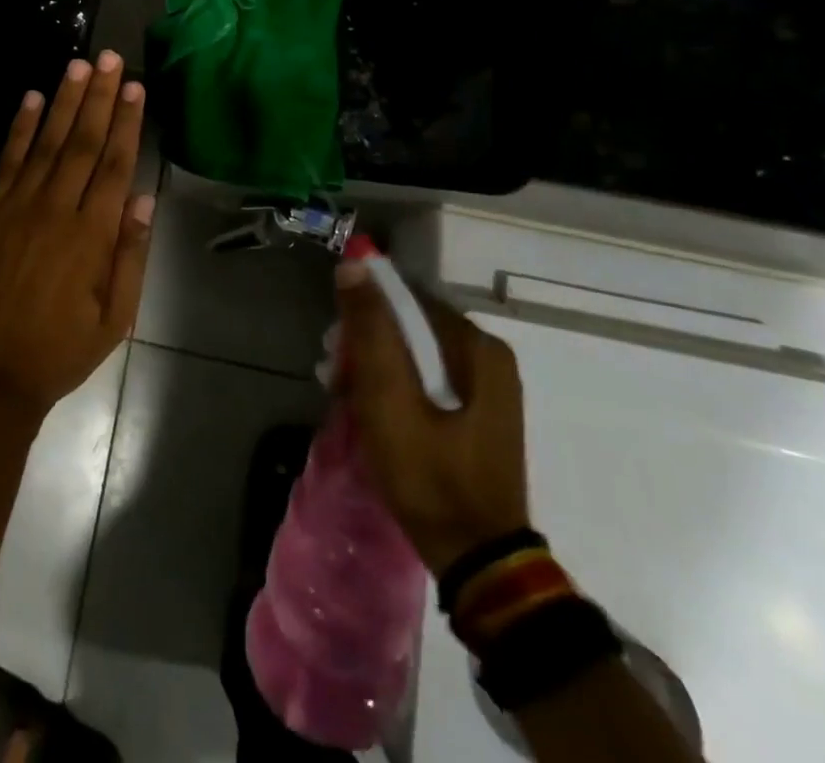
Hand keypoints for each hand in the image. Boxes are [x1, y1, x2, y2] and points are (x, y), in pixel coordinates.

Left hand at [0, 53, 153, 420]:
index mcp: (91, 236)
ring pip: (45, 143)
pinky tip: (29, 100)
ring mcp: (16, 208)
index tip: (134, 86)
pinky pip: (6, 163)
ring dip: (62, 102)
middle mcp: (55, 210)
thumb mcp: (113, 320)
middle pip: (81, 142)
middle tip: (108, 58)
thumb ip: (130, 257)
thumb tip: (142, 198)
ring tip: (76, 66)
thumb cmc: (57, 353)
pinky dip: (18, 129)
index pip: (114, 164)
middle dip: (97, 97)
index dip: (125, 122)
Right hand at [334, 264, 530, 574]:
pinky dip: (396, 388)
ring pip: (416, 354)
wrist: (478, 561)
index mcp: (477, 346)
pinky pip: (428, 380)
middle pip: (411, 327)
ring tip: (347, 398)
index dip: (364, 314)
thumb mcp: (388, 397)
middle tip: (335, 378)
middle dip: (367, 346)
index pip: (406, 299)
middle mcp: (488, 357)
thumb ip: (371, 329)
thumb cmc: (429, 474)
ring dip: (377, 368)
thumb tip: (355, 264)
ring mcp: (488, 388)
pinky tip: (373, 411)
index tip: (335, 347)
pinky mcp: (479, 414)